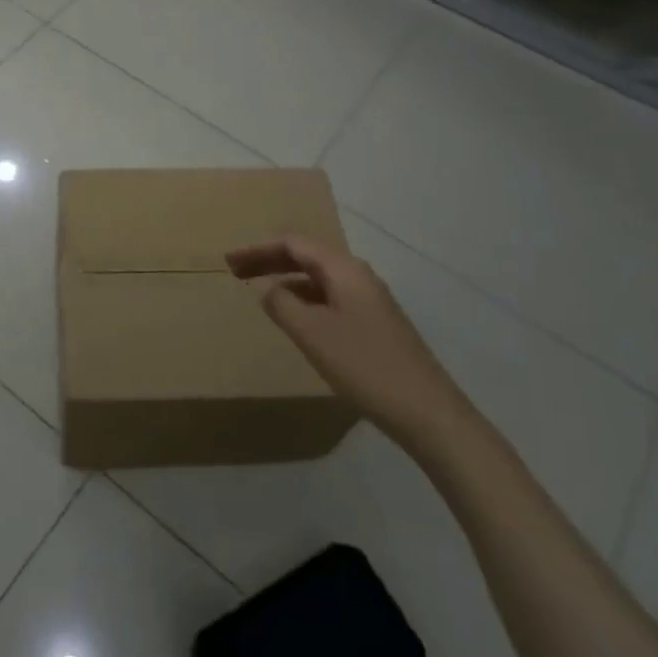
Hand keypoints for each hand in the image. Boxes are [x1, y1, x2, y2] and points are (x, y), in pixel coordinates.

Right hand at [227, 234, 463, 446]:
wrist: (428, 412)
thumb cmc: (366, 366)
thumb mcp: (313, 334)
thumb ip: (283, 305)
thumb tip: (270, 290)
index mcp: (344, 270)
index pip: (294, 244)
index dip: (258, 249)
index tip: (229, 261)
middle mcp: (358, 276)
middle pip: (307, 256)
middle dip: (270, 260)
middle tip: (236, 271)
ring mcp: (370, 300)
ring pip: (319, 277)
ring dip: (287, 279)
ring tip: (259, 290)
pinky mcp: (375, 323)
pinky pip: (330, 297)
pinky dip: (304, 298)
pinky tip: (295, 317)